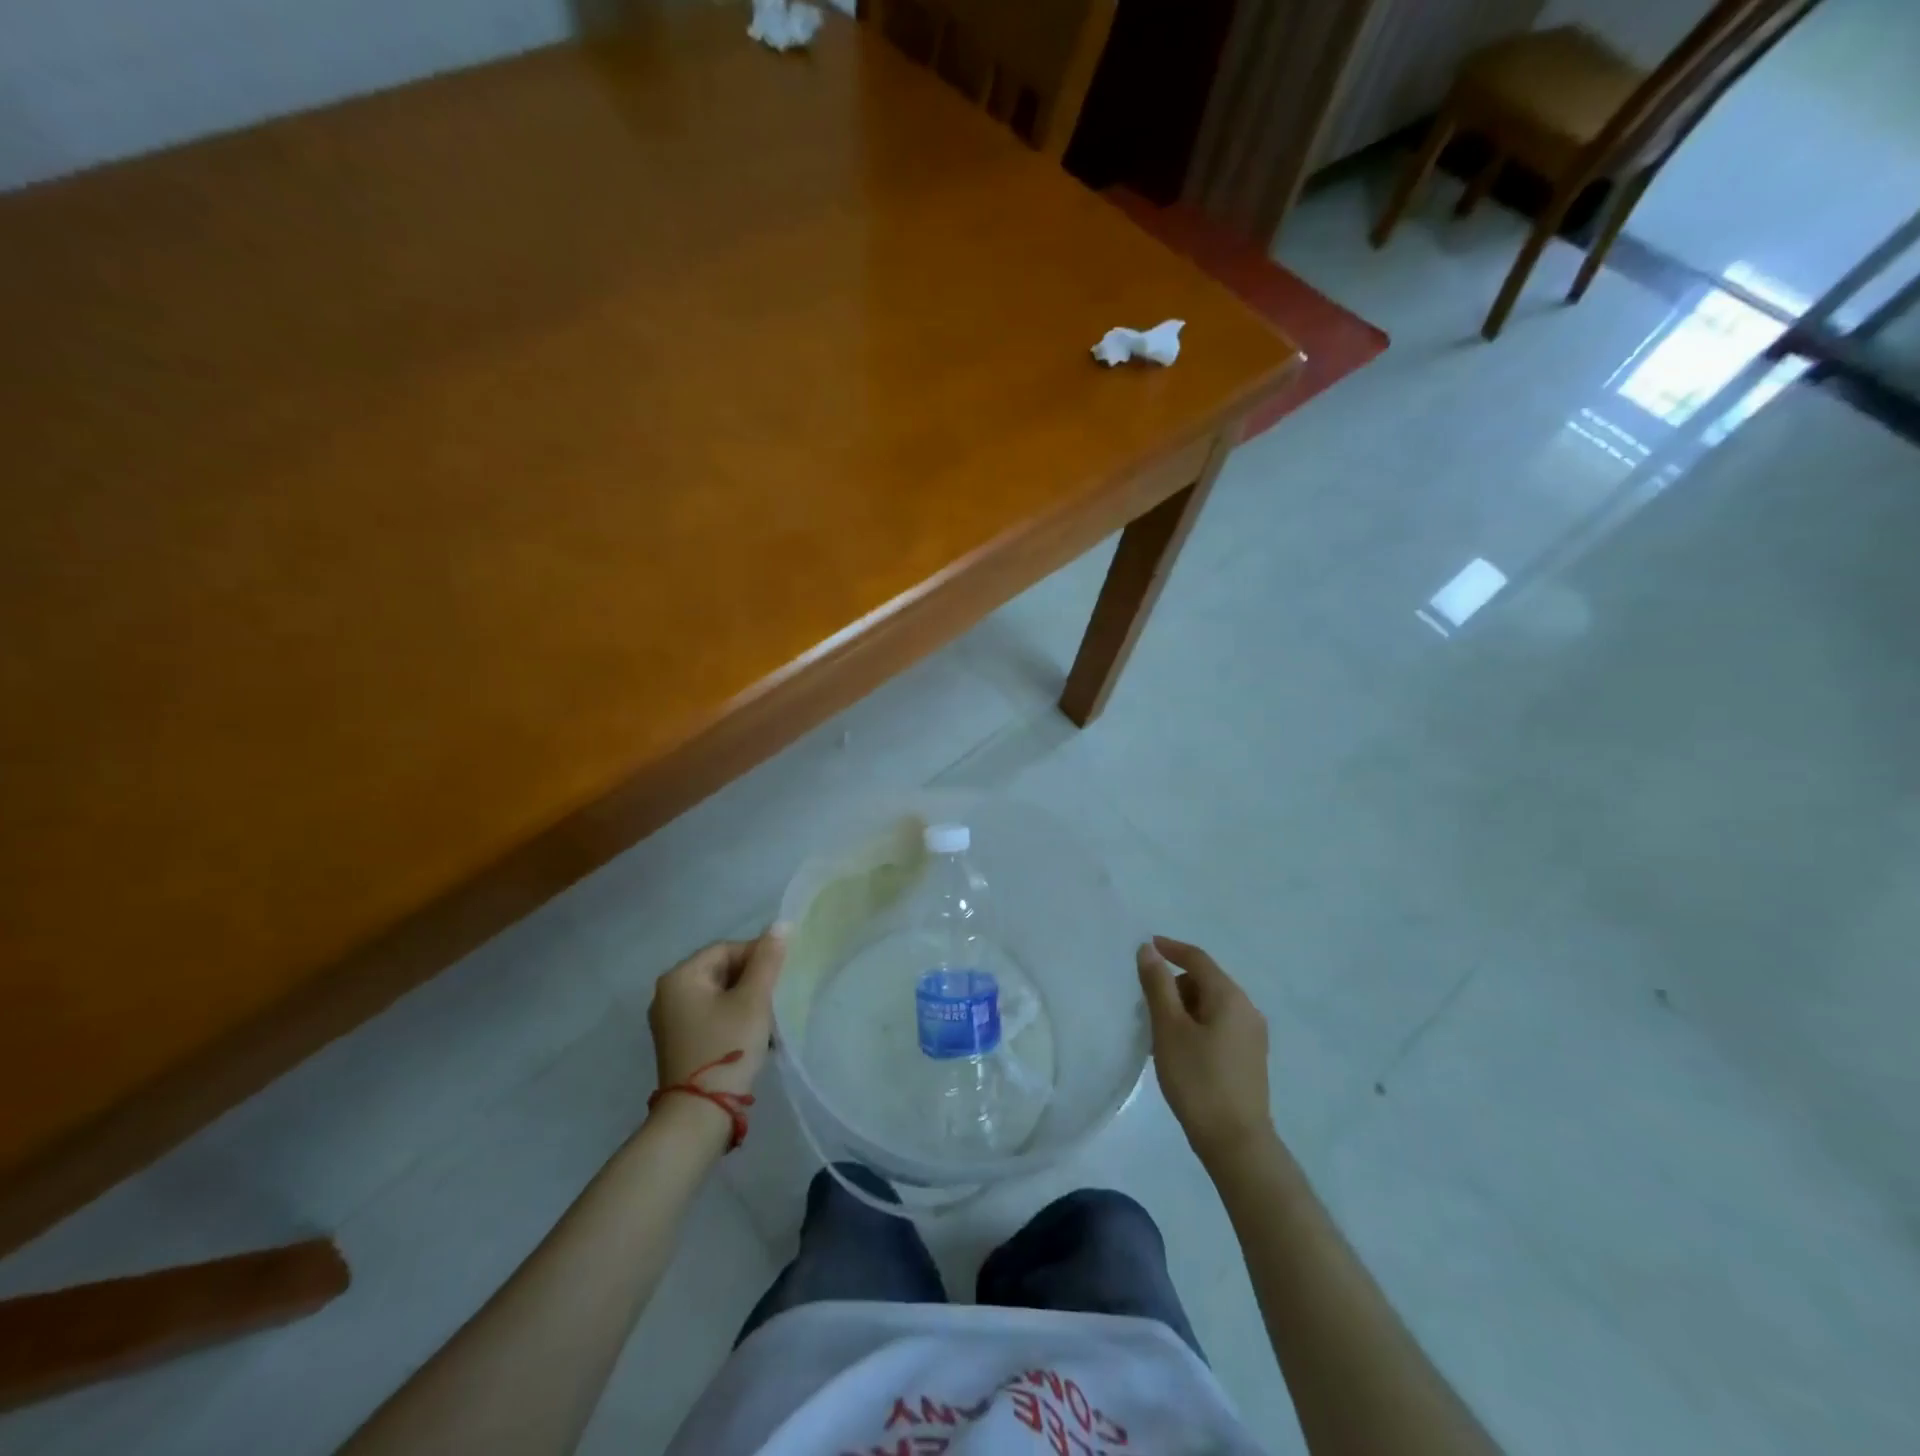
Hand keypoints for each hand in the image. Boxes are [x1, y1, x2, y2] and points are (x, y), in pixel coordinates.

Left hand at [648, 930, 786, 1101]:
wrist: (698, 1116)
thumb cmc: (727, 1047)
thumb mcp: (753, 1000)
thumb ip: (768, 960)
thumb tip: (781, 924)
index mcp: (680, 976)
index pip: (727, 949)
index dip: (758, 956)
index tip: (781, 975)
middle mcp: (668, 993)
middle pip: (721, 970)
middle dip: (752, 981)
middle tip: (777, 998)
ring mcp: (670, 1020)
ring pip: (718, 995)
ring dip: (746, 1001)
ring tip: (768, 1020)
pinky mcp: (678, 1042)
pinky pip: (711, 1015)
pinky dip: (733, 1018)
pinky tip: (753, 1035)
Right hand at [1138, 936, 1274, 1165]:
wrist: (1236, 1143)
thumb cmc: (1198, 1079)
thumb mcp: (1169, 1028)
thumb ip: (1158, 985)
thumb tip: (1149, 950)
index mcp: (1230, 996)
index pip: (1198, 959)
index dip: (1170, 948)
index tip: (1146, 946)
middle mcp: (1247, 1009)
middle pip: (1205, 981)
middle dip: (1174, 986)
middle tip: (1147, 1008)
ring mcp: (1252, 1036)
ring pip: (1211, 1006)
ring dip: (1184, 1009)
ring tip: (1160, 1035)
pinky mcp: (1250, 1058)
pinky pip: (1218, 1026)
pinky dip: (1196, 1027)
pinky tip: (1180, 1052)